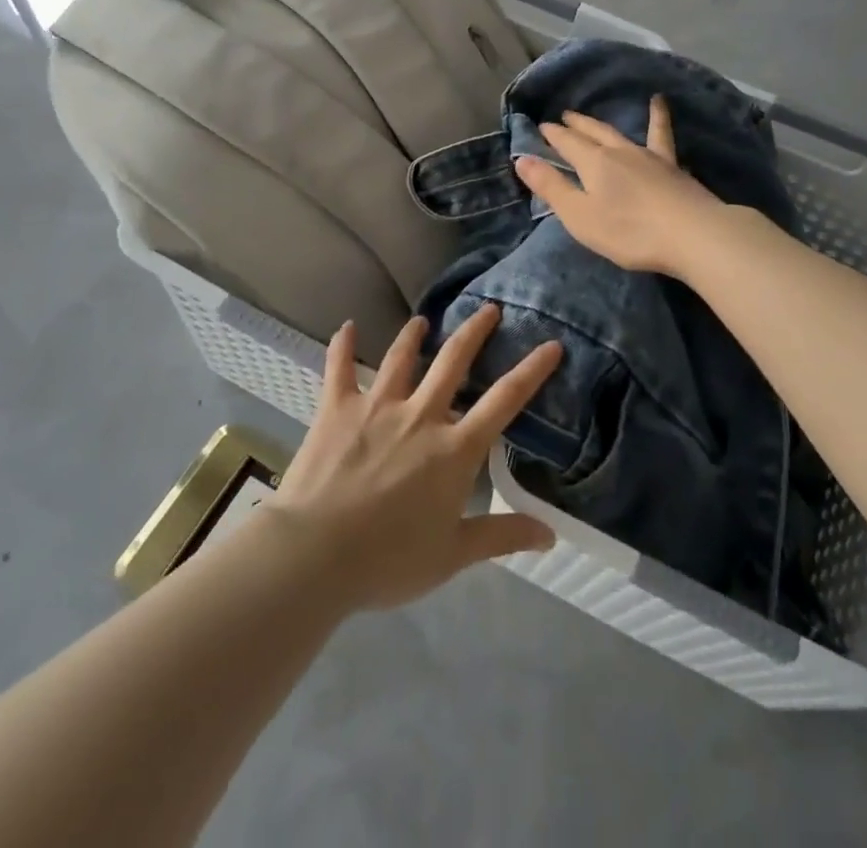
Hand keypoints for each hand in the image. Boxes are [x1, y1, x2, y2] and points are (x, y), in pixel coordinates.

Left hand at [267, 306, 561, 612]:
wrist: (315, 554)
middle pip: (454, 361)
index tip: (551, 345)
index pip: (504, 400)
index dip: (532, 370)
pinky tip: (348, 326)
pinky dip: (343, 344)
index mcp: (454, 449)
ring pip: (402, 357)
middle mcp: (421, 415)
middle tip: (489, 308)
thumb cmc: (388, 560)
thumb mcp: (453, 555)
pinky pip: (339, 368)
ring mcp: (377, 406)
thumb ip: (502, 536)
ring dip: (414, 334)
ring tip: (423, 319)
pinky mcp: (337, 408)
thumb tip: (550, 535)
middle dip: (475, 331)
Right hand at [513, 95, 729, 276]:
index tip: (541, 126)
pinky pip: (662, 135)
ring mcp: (649, 156)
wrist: (693, 234)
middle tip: (565, 116)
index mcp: (593, 163)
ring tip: (595, 114)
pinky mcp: (672, 166)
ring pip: (620, 132)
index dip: (552, 135)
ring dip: (603, 123)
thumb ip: (552, 187)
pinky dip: (658, 116)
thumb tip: (522, 159)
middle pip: (592, 133)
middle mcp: (619, 152)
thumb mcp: (580, 216)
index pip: (567, 143)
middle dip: (575, 125)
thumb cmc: (630, 231)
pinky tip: (660, 102)